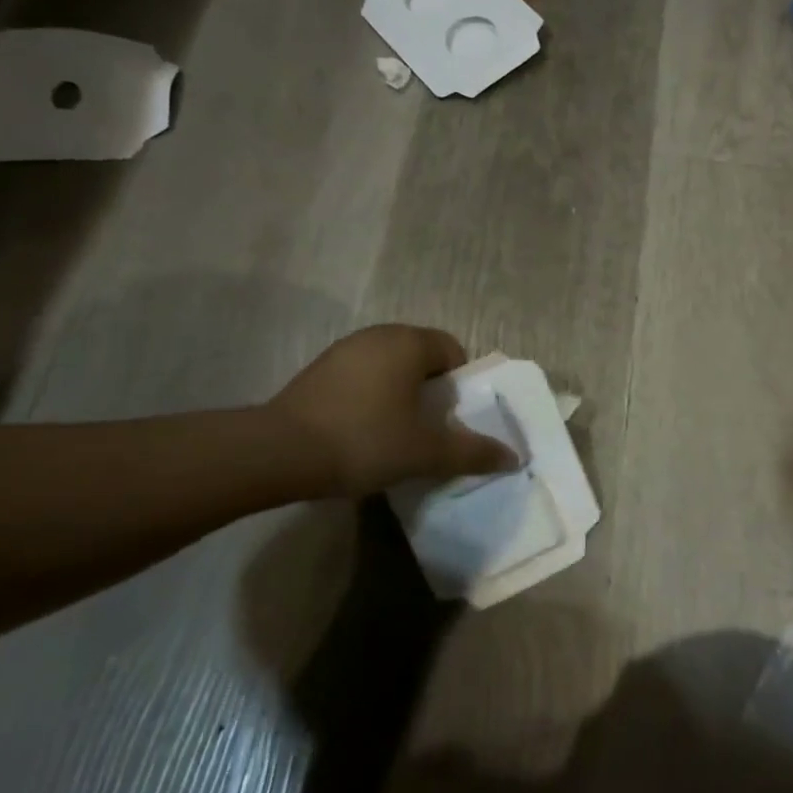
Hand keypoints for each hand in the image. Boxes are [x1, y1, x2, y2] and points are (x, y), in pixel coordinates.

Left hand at [266, 325, 518, 496]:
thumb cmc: (365, 440)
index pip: (452, 350)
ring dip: (400, 393)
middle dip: (431, 390)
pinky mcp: (318, 369)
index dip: (460, 385)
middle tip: (428, 429)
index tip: (451, 419)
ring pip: (390, 366)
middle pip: (421, 356)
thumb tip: (513, 457)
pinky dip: (370, 396)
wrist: (279, 453)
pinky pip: (361, 376)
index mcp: (409, 342)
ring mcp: (344, 349)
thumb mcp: (426, 452)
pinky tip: (360, 431)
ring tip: (394, 433)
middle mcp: (378, 335)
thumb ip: (472, 452)